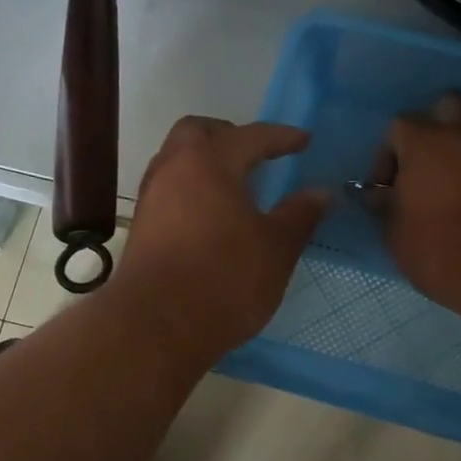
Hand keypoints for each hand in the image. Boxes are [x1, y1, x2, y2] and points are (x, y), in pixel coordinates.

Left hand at [109, 117, 329, 359]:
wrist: (155, 327)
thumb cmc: (224, 279)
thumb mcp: (276, 248)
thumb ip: (299, 215)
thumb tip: (320, 193)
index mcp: (209, 161)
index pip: (251, 136)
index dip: (281, 137)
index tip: (303, 140)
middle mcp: (173, 168)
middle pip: (197, 133)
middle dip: (228, 136)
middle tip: (256, 155)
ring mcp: (151, 197)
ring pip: (177, 160)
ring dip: (205, 163)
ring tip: (235, 188)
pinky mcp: (141, 227)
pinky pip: (169, 190)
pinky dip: (191, 189)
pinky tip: (211, 217)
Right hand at [379, 93, 460, 308]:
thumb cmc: (439, 248)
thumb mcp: (394, 233)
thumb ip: (385, 206)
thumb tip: (381, 195)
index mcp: (426, 141)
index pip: (399, 126)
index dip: (388, 156)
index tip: (386, 190)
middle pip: (449, 107)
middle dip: (434, 129)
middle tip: (425, 166)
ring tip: (451, 187)